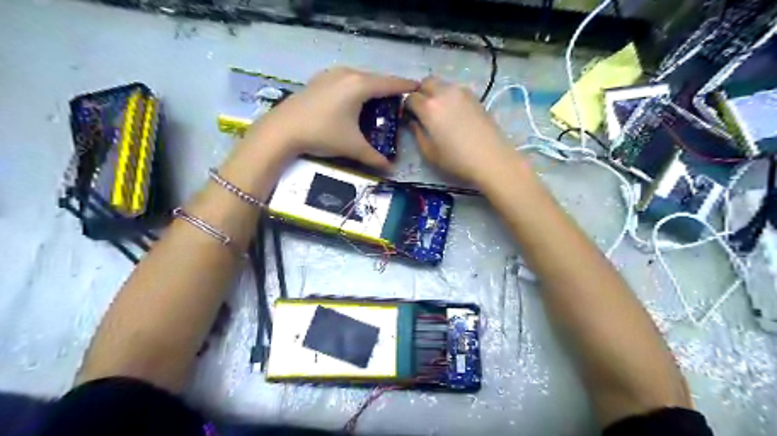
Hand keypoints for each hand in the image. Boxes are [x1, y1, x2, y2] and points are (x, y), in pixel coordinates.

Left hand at [240, 66, 418, 170]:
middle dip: (389, 88)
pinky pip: (345, 80)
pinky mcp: (319, 80)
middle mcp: (347, 74)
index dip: (406, 86)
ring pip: (359, 78)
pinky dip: (355, 88)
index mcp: (360, 85)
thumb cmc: (322, 134)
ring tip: (378, 101)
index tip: (419, 87)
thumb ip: (374, 157)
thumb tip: (391, 170)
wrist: (282, 130)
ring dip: (371, 88)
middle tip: (399, 101)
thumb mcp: (352, 146)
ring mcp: (331, 74)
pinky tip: (353, 101)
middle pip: (376, 79)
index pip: (390, 83)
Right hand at [400, 77, 514, 184]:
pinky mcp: (475, 96)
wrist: (491, 159)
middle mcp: (444, 92)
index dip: (407, 107)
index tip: (409, 117)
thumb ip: (417, 132)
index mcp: (429, 107)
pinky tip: (454, 113)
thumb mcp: (429, 152)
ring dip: (435, 92)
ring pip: (442, 83)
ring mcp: (461, 92)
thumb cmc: (456, 160)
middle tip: (422, 111)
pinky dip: (449, 96)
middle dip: (420, 93)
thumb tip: (413, 121)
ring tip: (439, 112)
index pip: (410, 97)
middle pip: (426, 82)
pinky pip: (455, 89)